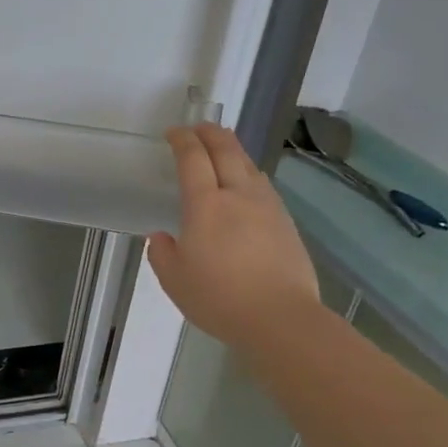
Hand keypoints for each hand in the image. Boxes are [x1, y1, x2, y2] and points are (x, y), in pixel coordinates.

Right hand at [147, 124, 319, 345]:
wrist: (280, 318)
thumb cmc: (219, 298)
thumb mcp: (175, 280)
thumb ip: (162, 253)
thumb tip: (162, 236)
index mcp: (205, 205)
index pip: (193, 159)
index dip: (182, 140)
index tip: (173, 133)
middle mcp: (238, 196)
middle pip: (226, 150)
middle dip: (211, 133)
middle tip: (199, 127)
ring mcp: (267, 207)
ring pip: (249, 165)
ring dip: (233, 150)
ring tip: (223, 149)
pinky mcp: (286, 222)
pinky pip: (263, 185)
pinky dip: (249, 173)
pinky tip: (247, 184)